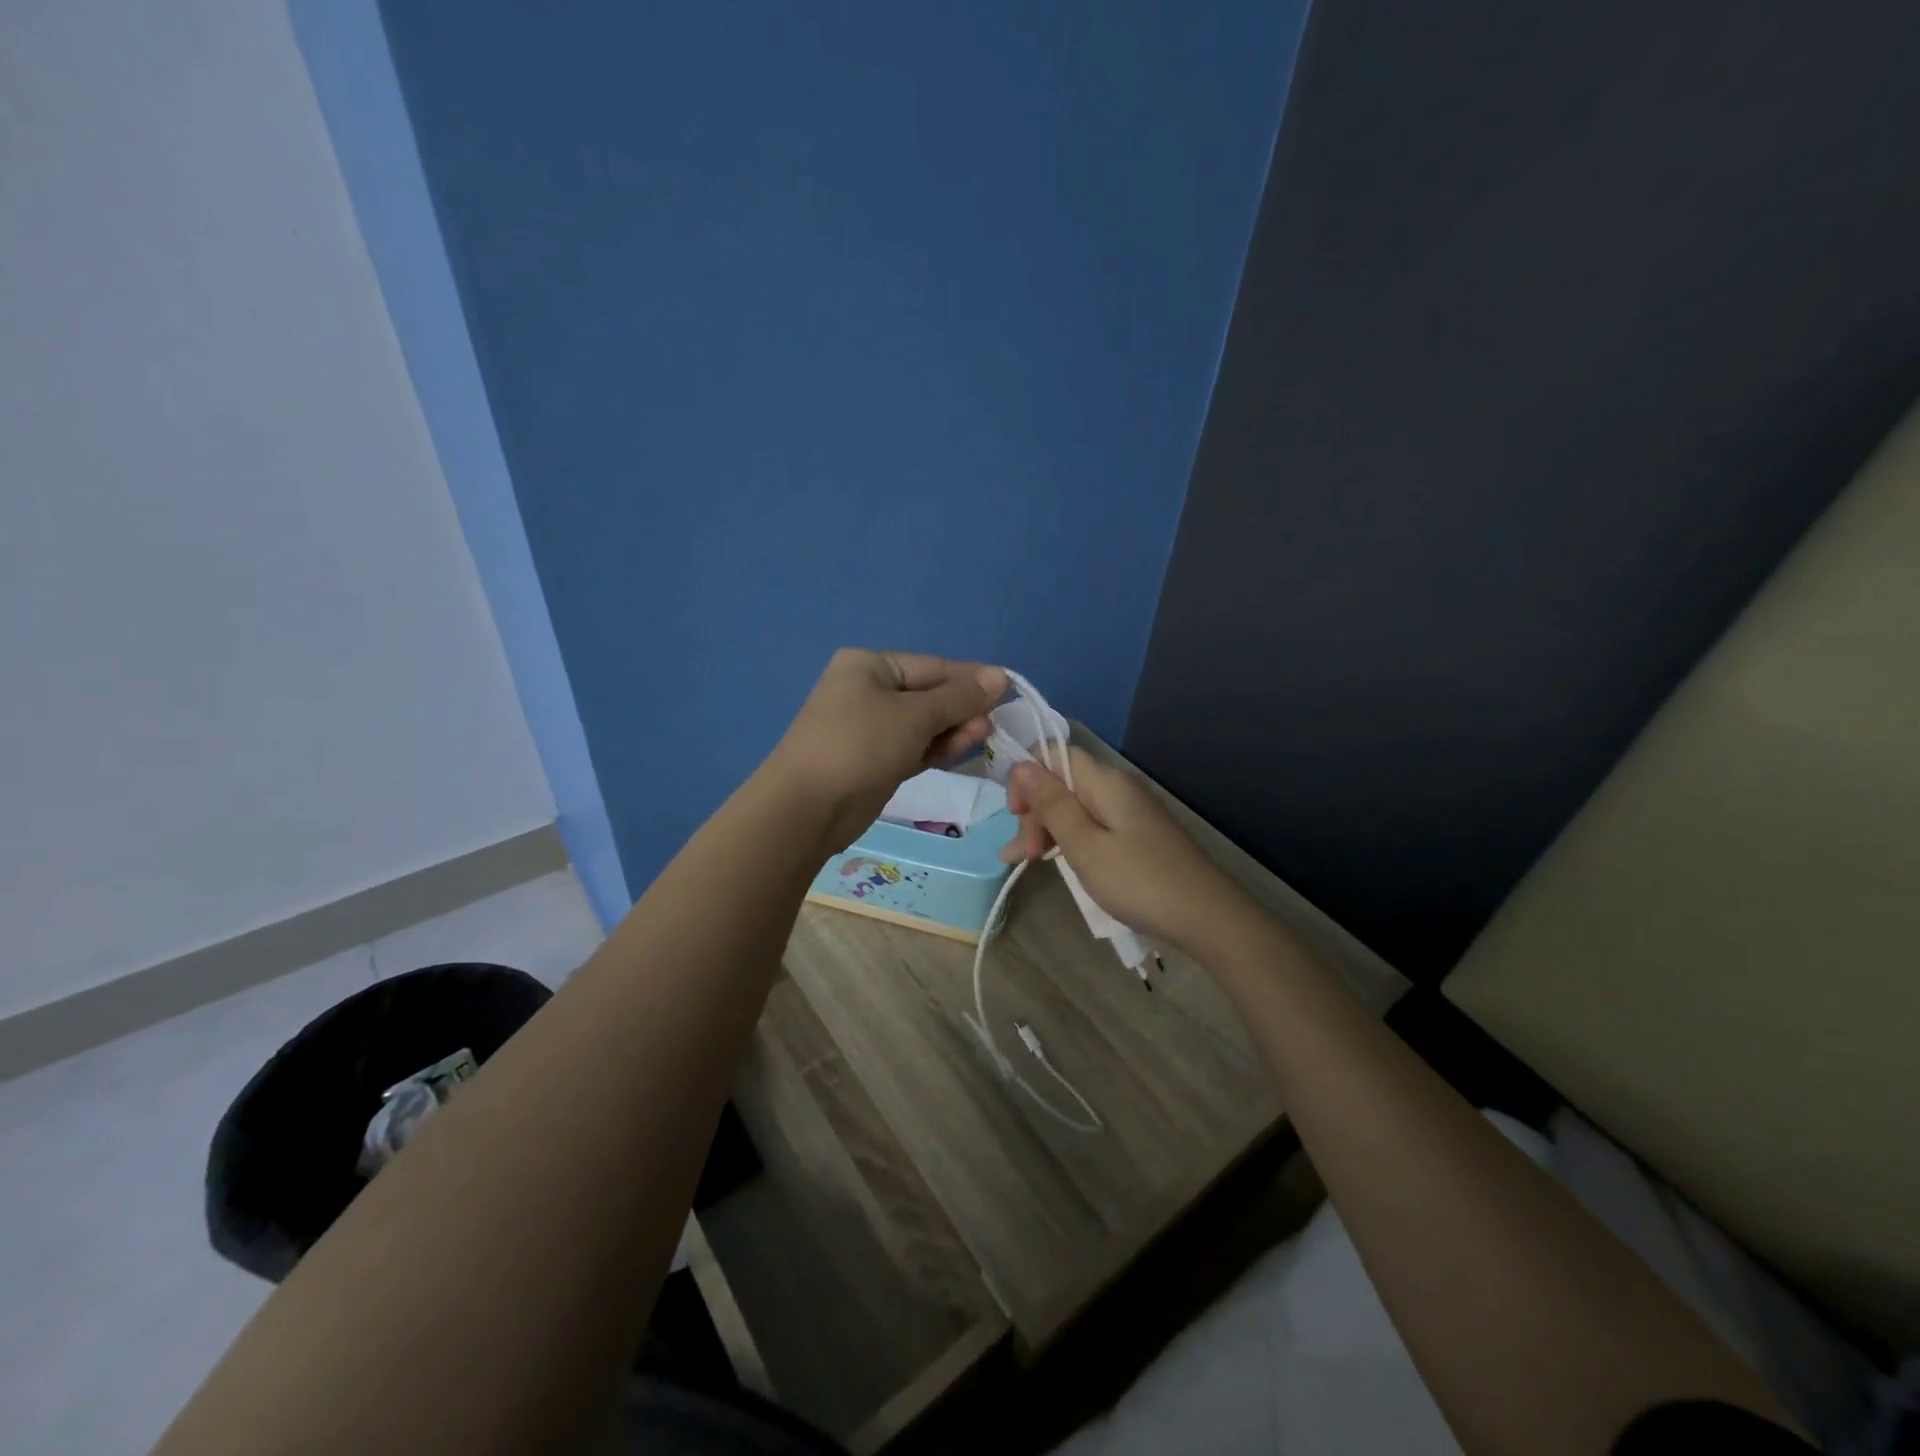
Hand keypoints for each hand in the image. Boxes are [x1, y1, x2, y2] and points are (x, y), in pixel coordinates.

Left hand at [768, 649, 1007, 851]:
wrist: (807, 808)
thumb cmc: (860, 745)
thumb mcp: (914, 716)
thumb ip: (959, 697)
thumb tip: (1000, 675)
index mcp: (869, 666)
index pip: (931, 666)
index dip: (970, 679)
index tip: (1008, 690)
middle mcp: (868, 690)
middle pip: (929, 694)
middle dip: (962, 707)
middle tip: (994, 723)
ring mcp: (870, 728)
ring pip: (923, 723)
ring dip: (953, 729)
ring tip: (982, 736)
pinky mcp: (875, 760)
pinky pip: (914, 746)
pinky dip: (936, 748)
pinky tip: (961, 750)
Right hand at [1001, 748, 1250, 956]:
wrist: (1207, 918)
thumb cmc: (1140, 882)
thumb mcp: (1086, 846)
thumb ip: (1052, 805)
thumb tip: (1022, 764)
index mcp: (1104, 782)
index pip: (1052, 754)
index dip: (1026, 777)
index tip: (1015, 814)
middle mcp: (1115, 788)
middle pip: (1060, 782)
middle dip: (1034, 811)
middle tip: (1023, 855)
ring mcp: (1127, 813)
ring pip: (1072, 807)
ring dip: (1044, 829)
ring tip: (1021, 862)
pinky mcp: (1134, 836)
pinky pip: (1090, 827)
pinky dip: (1067, 841)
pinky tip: (1048, 861)